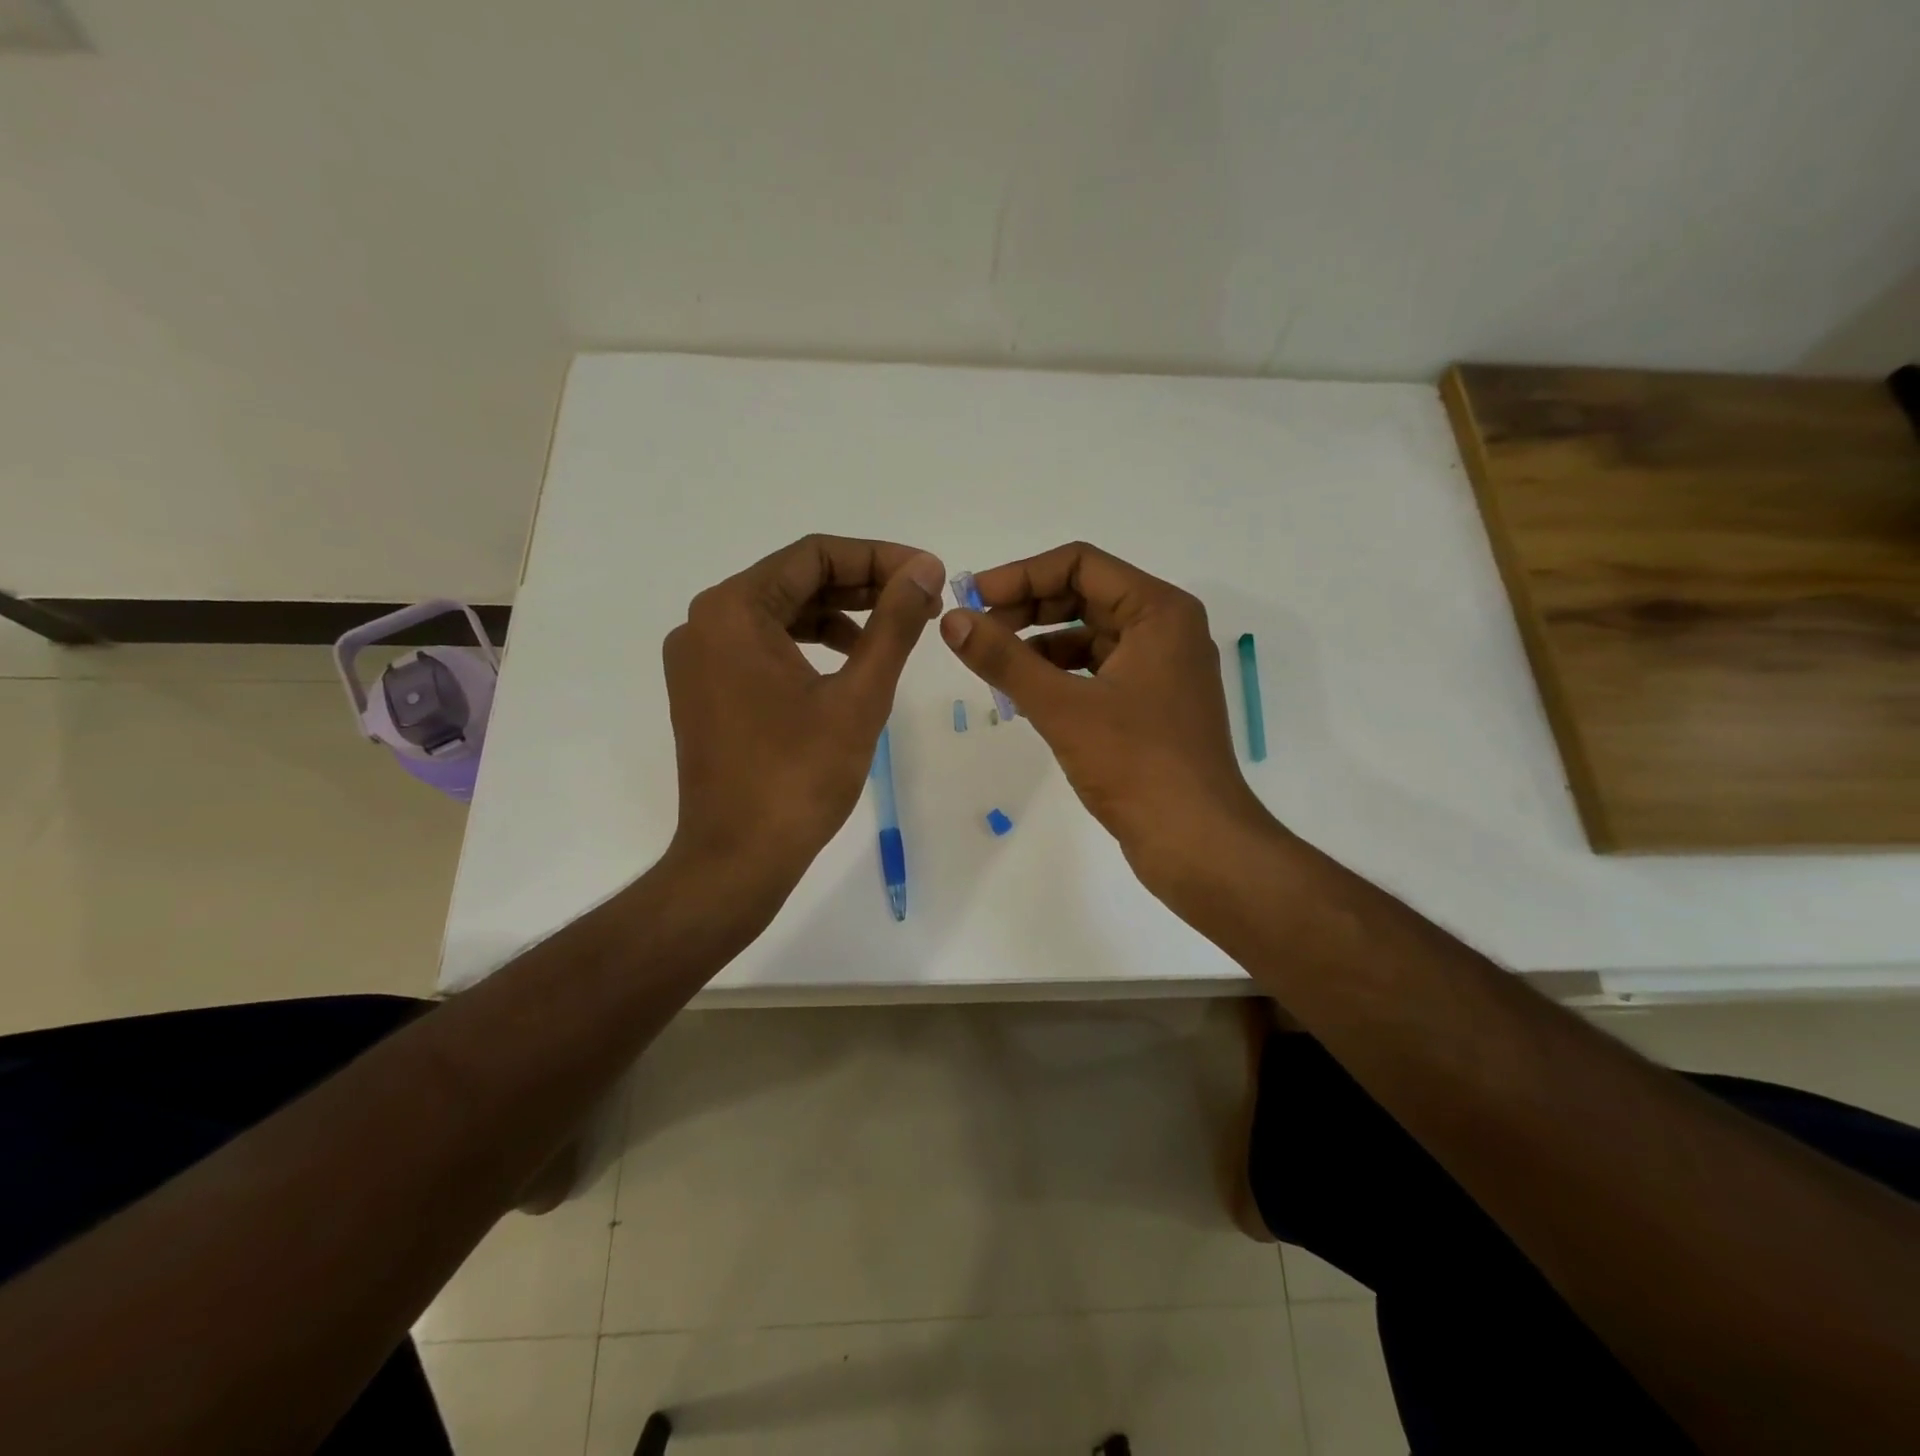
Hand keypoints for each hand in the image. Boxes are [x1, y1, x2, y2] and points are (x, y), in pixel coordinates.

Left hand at [664, 534, 944, 889]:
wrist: (737, 859)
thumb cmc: (799, 777)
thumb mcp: (859, 695)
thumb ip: (894, 624)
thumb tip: (924, 569)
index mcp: (733, 611)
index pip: (814, 556)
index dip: (878, 558)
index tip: (928, 574)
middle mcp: (705, 622)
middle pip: (794, 580)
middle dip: (862, 586)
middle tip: (921, 601)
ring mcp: (698, 658)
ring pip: (779, 613)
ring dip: (838, 615)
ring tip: (892, 631)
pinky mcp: (704, 689)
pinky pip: (761, 646)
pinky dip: (807, 645)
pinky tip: (848, 662)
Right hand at [938, 541, 1275, 890]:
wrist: (1196, 842)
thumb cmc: (1137, 765)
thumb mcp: (1063, 707)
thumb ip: (1004, 659)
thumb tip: (952, 620)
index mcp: (1159, 611)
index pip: (1081, 564)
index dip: (1021, 575)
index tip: (972, 598)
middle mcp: (1165, 629)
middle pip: (1085, 596)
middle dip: (1027, 608)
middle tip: (976, 630)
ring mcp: (1161, 669)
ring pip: (1089, 636)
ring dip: (1039, 644)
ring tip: (992, 666)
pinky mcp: (1151, 704)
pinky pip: (1097, 671)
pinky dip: (1059, 675)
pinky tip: (1024, 696)